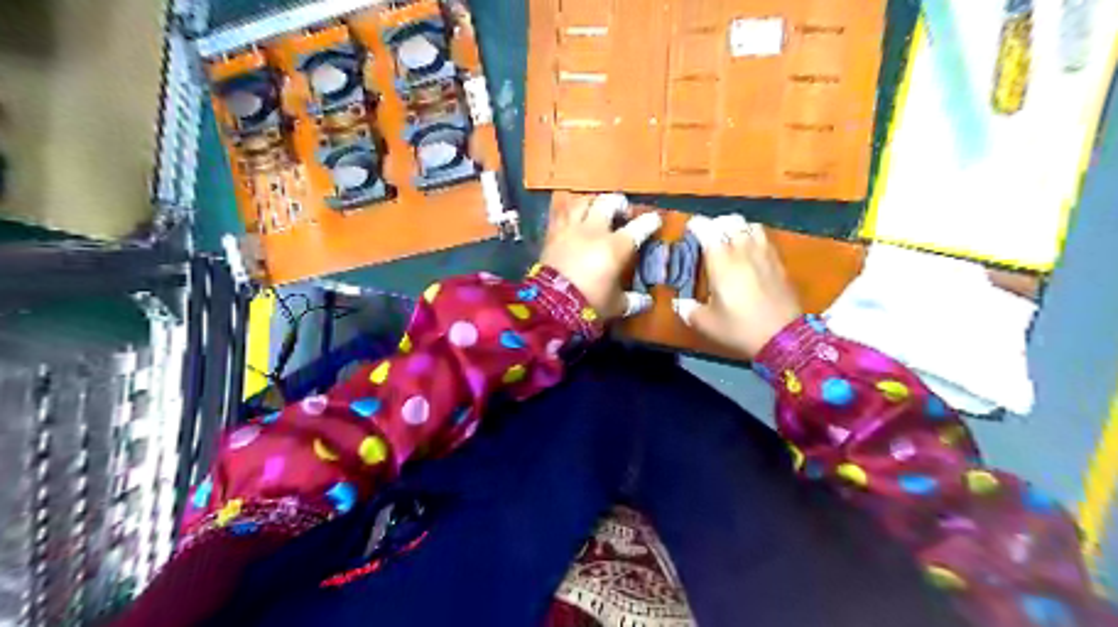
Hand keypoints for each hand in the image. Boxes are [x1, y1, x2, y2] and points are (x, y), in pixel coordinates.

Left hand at [542, 193, 662, 319]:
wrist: (551, 305)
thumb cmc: (589, 303)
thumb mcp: (616, 306)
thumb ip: (632, 301)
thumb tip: (646, 301)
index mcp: (616, 246)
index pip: (639, 226)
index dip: (650, 221)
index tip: (655, 220)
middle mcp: (595, 231)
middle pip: (608, 202)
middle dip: (619, 203)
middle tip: (622, 212)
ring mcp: (571, 229)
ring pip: (583, 202)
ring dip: (592, 203)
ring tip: (595, 210)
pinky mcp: (552, 234)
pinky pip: (561, 214)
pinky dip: (569, 212)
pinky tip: (572, 218)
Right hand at [673, 215, 804, 357]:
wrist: (783, 337)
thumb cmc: (740, 328)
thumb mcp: (707, 324)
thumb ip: (688, 310)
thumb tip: (679, 303)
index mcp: (721, 261)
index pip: (708, 229)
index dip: (696, 225)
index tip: (690, 229)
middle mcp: (743, 250)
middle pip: (730, 221)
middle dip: (717, 224)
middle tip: (709, 235)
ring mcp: (764, 254)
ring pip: (750, 225)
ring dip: (737, 227)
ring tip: (731, 239)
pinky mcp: (779, 262)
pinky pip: (765, 238)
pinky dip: (754, 237)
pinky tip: (750, 251)